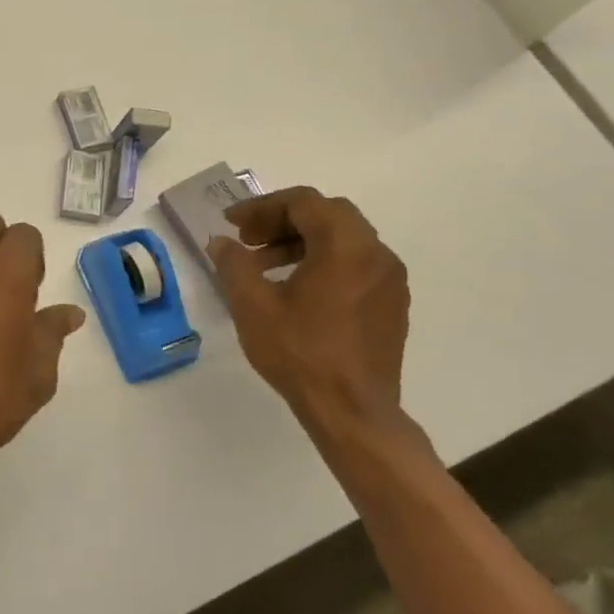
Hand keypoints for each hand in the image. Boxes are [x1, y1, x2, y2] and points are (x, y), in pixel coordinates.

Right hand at [206, 187, 411, 444]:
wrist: (352, 410)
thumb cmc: (299, 353)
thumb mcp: (252, 306)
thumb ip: (234, 264)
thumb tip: (221, 242)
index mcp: (345, 246)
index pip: (304, 202)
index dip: (262, 206)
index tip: (231, 223)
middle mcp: (376, 254)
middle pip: (327, 214)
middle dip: (283, 220)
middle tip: (248, 239)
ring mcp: (389, 279)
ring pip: (343, 239)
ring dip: (301, 242)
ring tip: (264, 267)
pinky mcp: (391, 304)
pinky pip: (356, 264)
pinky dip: (323, 262)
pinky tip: (295, 290)